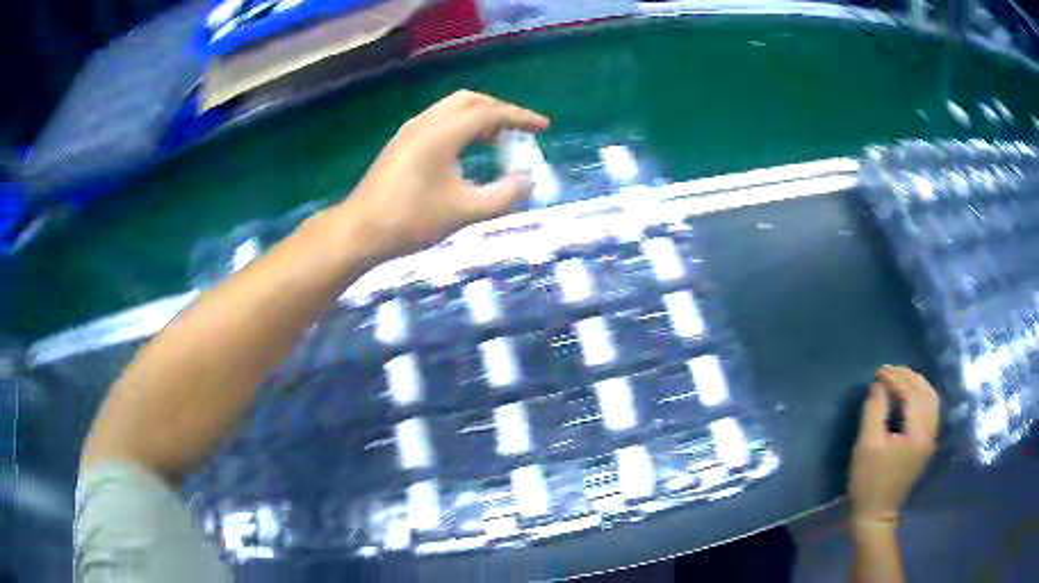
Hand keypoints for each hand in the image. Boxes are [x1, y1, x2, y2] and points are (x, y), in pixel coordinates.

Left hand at [339, 90, 549, 260]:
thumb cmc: (410, 222)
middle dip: (500, 110)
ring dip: (479, 116)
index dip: (520, 117)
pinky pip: (440, 120)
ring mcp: (410, 131)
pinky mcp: (401, 142)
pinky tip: (465, 149)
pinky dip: (461, 125)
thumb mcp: (464, 213)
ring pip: (452, 108)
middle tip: (519, 130)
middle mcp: (425, 123)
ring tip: (497, 140)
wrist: (359, 231)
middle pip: (470, 100)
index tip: (543, 127)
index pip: (489, 113)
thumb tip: (528, 180)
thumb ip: (503, 196)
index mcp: (441, 134)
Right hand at [849, 366, 939, 529]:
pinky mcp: (927, 444)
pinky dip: (921, 395)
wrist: (876, 515)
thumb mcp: (867, 446)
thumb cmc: (869, 482)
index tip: (878, 371)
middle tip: (888, 370)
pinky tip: (909, 395)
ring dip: (916, 383)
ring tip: (899, 378)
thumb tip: (878, 386)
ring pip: (931, 399)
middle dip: (908, 376)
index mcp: (918, 433)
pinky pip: (930, 409)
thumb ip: (874, 411)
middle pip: (925, 392)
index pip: (911, 394)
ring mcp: (931, 439)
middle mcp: (930, 432)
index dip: (895, 379)